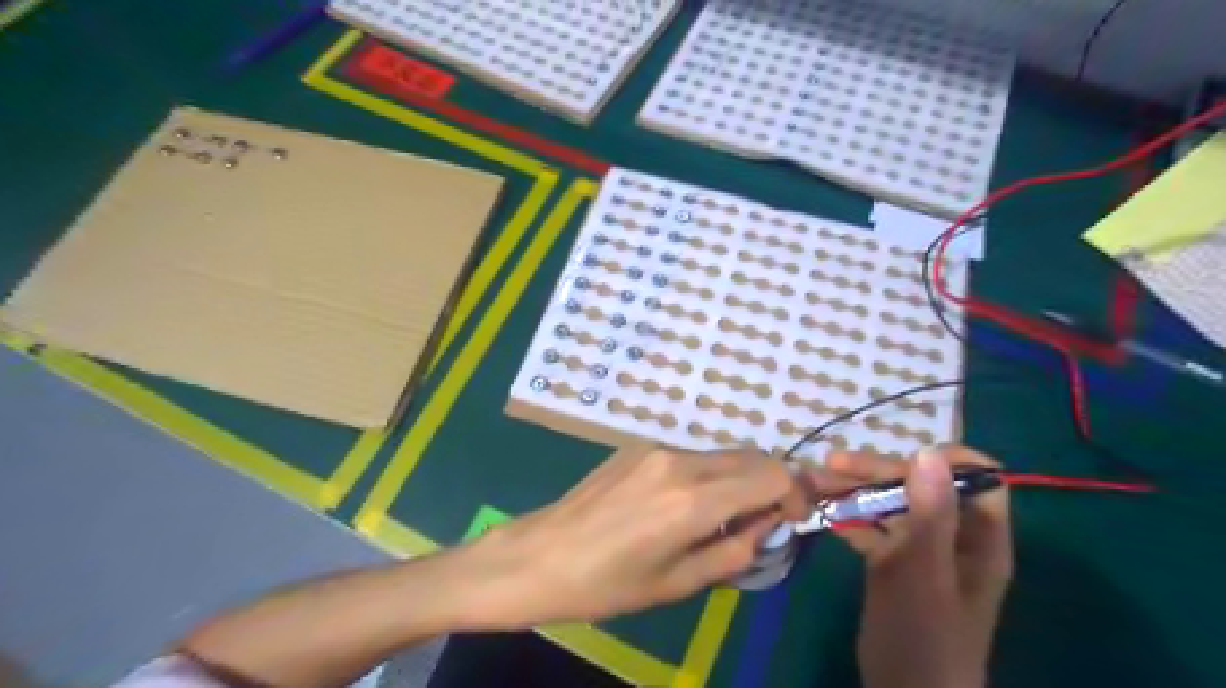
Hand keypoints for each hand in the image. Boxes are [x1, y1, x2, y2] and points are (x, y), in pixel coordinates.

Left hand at [453, 447, 812, 627]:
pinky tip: (683, 505)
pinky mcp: (637, 447)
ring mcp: (655, 449)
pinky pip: (690, 456)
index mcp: (693, 500)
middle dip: (770, 483)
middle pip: (750, 456)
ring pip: (721, 454)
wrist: (538, 556)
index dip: (794, 493)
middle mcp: (680, 461)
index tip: (790, 519)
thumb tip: (767, 526)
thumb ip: (735, 551)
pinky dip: (707, 475)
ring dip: (737, 479)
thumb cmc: (606, 584)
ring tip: (720, 519)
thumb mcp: (678, 583)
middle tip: (762, 521)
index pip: (771, 474)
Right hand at [817, 445, 1011, 687]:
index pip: (978, 478)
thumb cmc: (924, 639)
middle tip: (830, 465)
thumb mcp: (925, 575)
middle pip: (920, 484)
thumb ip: (930, 516)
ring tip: (812, 482)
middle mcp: (952, 535)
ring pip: (890, 503)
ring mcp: (920, 548)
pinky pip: (871, 527)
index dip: (945, 460)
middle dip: (875, 470)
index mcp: (978, 537)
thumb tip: (928, 452)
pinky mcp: (892, 561)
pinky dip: (847, 516)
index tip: (901, 456)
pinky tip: (820, 512)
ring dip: (853, 489)